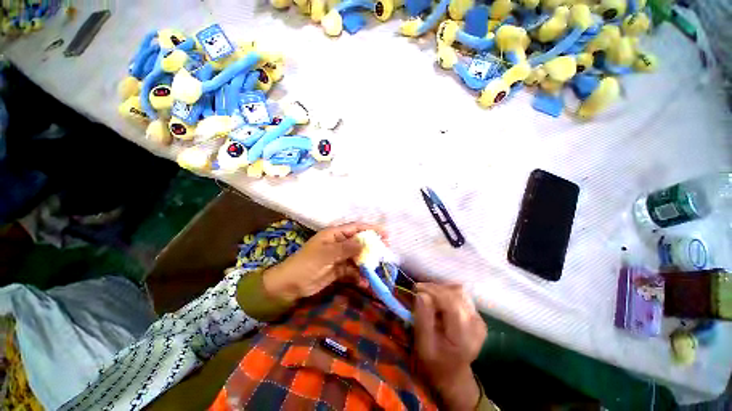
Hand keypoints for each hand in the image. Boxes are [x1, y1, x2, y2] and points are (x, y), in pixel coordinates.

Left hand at [263, 222, 386, 302]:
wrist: (290, 285)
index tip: (385, 234)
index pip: (356, 228)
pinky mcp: (339, 270)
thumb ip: (346, 248)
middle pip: (359, 243)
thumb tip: (365, 243)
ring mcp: (339, 257)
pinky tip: (365, 283)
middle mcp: (339, 244)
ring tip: (377, 271)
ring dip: (366, 264)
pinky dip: (359, 276)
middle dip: (372, 247)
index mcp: (335, 234)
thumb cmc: (306, 263)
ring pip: (357, 257)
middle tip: (385, 253)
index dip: (371, 229)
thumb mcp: (326, 254)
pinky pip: (352, 271)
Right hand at [414, 283, 486, 410]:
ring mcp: (479, 319)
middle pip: (456, 293)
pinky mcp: (477, 316)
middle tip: (419, 292)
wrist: (453, 374)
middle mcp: (476, 325)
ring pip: (458, 291)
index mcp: (464, 336)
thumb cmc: (435, 362)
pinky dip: (445, 294)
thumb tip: (421, 294)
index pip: (452, 302)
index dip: (433, 290)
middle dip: (435, 289)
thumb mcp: (423, 345)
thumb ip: (422, 319)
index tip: (416, 288)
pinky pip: (460, 295)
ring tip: (427, 297)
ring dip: (440, 290)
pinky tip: (437, 302)